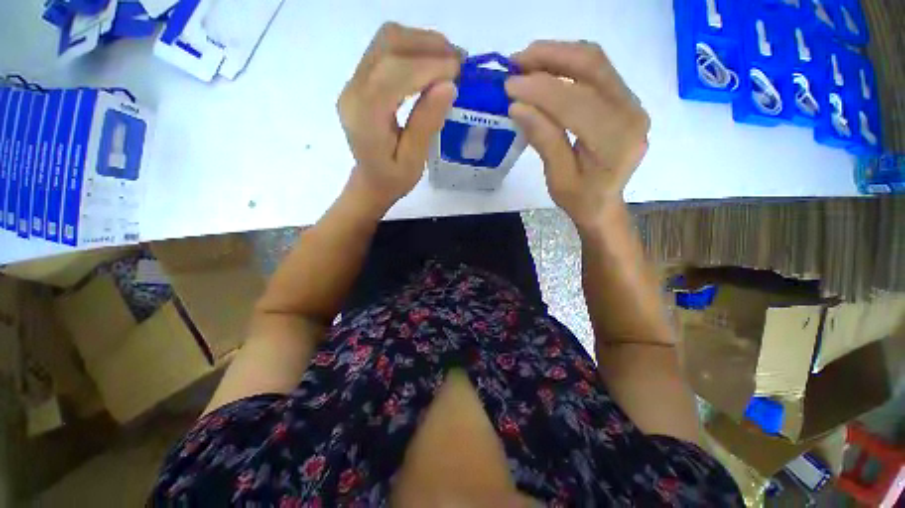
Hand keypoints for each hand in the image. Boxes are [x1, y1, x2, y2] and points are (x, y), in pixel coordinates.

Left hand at [338, 23, 460, 210]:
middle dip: (428, 46)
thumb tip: (448, 85)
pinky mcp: (361, 80)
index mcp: (365, 116)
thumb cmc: (393, 179)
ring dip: (422, 43)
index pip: (395, 72)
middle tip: (459, 62)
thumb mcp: (414, 161)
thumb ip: (426, 123)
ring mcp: (354, 82)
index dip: (429, 65)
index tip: (459, 71)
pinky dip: (413, 50)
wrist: (371, 181)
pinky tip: (432, 64)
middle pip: (388, 45)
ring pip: (387, 41)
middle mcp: (354, 91)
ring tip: (449, 61)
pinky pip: (386, 51)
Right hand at [506, 41, 649, 227]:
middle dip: (550, 57)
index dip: (540, 90)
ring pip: (595, 62)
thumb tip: (518, 106)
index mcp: (615, 141)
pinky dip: (568, 64)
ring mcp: (631, 103)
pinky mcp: (624, 100)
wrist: (604, 204)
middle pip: (592, 67)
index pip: (576, 102)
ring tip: (526, 62)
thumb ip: (544, 139)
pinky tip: (546, 69)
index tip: (509, 86)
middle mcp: (631, 114)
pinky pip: (597, 71)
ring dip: (558, 55)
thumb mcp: (558, 178)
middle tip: (516, 61)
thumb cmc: (580, 200)